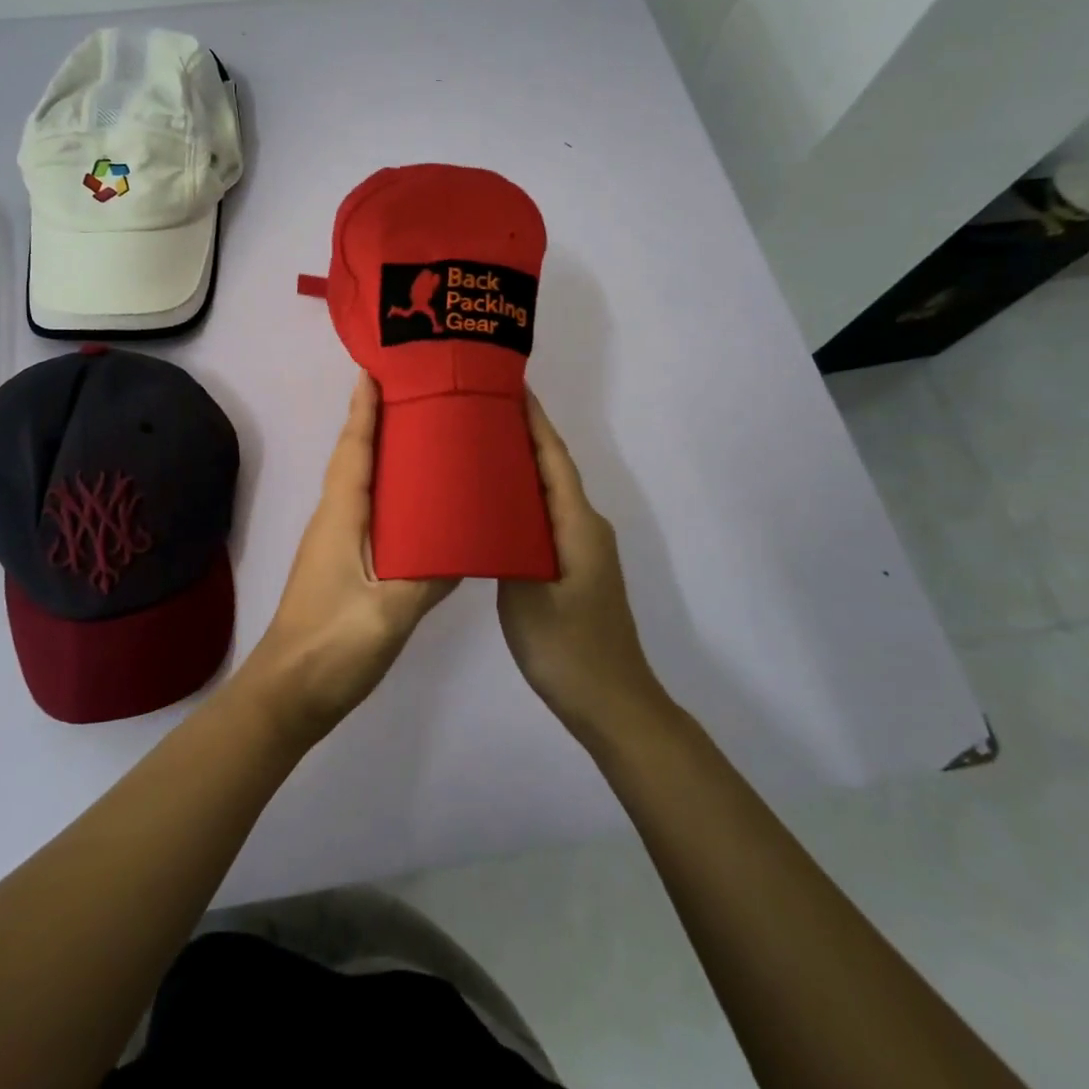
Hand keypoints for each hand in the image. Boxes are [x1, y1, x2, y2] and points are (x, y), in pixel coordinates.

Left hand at [235, 373, 456, 745]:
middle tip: (416, 395)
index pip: (354, 450)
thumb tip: (467, 544)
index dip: (364, 409)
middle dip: (377, 422)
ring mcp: (334, 544)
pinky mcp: (341, 566)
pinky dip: (388, 494)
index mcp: (341, 518)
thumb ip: (429, 576)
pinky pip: (366, 513)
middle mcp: (334, 520)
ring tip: (424, 438)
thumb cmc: (333, 647)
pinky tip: (418, 507)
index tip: (376, 370)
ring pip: (360, 485)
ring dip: (383, 456)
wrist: (288, 695)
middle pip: (355, 459)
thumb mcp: (389, 613)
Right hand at [497, 392, 665, 740]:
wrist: (611, 703)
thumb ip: (506, 542)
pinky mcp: (573, 567)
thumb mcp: (525, 591)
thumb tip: (486, 506)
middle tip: (478, 410)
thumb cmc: (567, 645)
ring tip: (477, 447)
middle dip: (521, 435)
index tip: (510, 385)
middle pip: (551, 468)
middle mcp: (584, 525)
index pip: (553, 457)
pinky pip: (544, 517)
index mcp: (576, 523)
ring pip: (547, 493)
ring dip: (519, 466)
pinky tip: (491, 503)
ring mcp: (581, 548)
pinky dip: (520, 499)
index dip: (533, 420)